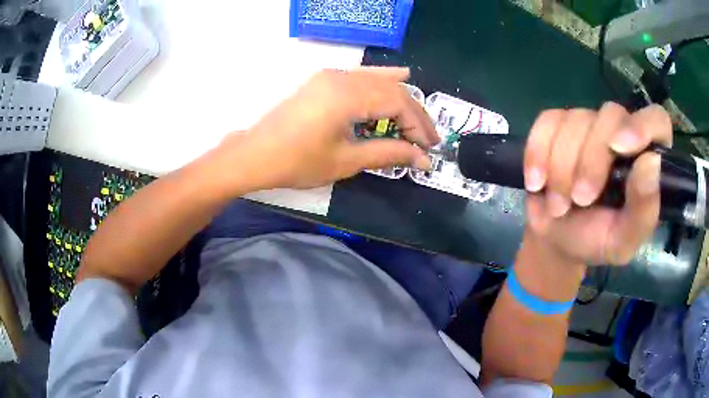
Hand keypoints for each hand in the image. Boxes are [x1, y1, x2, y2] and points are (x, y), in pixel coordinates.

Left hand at [218, 67, 438, 189]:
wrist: (255, 155)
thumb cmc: (297, 162)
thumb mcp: (346, 161)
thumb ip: (388, 154)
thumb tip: (423, 158)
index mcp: (348, 95)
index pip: (398, 104)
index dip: (418, 126)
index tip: (429, 147)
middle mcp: (342, 77)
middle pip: (391, 90)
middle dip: (414, 114)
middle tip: (429, 137)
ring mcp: (331, 75)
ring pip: (378, 81)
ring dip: (401, 99)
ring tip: (418, 118)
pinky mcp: (324, 80)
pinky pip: (361, 76)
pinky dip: (382, 80)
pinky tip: (399, 77)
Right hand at [523, 103, 671, 264]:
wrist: (556, 239)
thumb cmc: (595, 241)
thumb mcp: (623, 240)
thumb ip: (643, 210)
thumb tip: (651, 162)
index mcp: (644, 159)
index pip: (656, 121)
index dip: (642, 125)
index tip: (619, 147)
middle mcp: (620, 133)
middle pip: (610, 115)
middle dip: (591, 160)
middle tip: (580, 199)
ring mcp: (588, 125)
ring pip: (576, 120)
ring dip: (562, 167)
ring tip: (558, 205)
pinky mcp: (557, 125)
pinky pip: (546, 123)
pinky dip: (537, 153)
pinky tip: (537, 181)